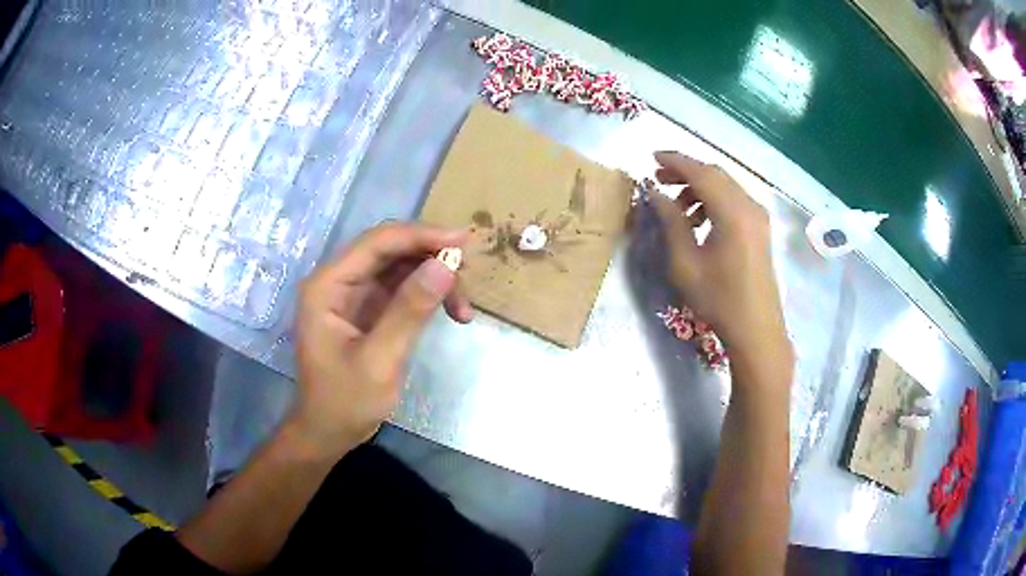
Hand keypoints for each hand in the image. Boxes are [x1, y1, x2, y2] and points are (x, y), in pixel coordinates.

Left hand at [290, 222, 471, 458]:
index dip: (421, 236)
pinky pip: (403, 288)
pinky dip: (429, 295)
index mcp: (328, 285)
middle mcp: (339, 281)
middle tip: (469, 275)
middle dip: (431, 257)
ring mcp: (355, 294)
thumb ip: (409, 311)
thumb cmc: (345, 402)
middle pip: (390, 249)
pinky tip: (452, 312)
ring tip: (463, 308)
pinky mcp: (370, 309)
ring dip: (435, 278)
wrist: (329, 432)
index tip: (463, 241)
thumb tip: (445, 265)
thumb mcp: (379, 361)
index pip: (377, 243)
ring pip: (401, 266)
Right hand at [650, 152, 790, 365]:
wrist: (756, 329)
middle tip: (660, 180)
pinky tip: (700, 222)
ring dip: (700, 188)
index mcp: (732, 213)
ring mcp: (759, 217)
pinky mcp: (761, 229)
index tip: (652, 158)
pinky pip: (735, 201)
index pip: (701, 173)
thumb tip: (657, 194)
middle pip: (716, 174)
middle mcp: (749, 206)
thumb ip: (672, 222)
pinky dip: (715, 201)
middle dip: (686, 172)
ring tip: (678, 208)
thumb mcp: (686, 263)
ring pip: (726, 186)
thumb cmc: (719, 299)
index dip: (676, 162)